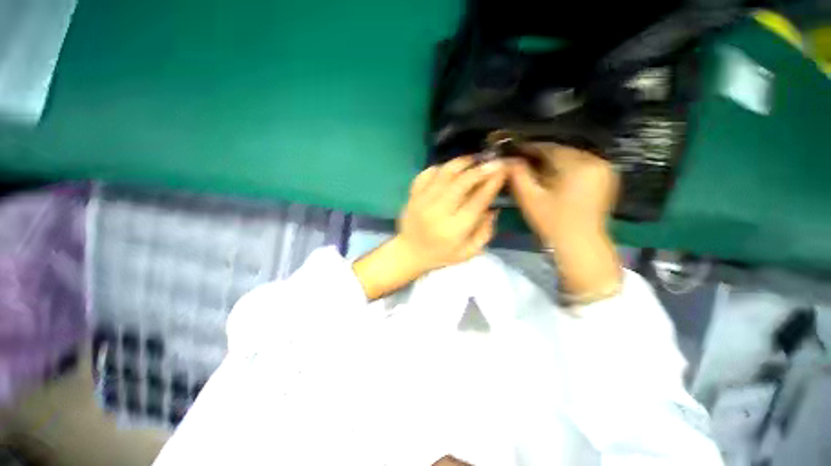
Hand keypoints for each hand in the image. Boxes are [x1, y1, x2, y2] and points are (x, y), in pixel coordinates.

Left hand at [397, 156, 505, 271]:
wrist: (409, 253)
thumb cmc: (441, 255)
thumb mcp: (468, 252)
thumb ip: (484, 232)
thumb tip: (493, 208)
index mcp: (454, 228)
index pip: (477, 200)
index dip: (492, 183)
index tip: (503, 170)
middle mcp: (438, 211)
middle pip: (461, 182)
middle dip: (480, 169)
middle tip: (492, 161)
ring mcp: (422, 201)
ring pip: (444, 173)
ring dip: (462, 163)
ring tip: (474, 159)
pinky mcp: (412, 195)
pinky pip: (426, 174)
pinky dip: (440, 167)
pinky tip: (449, 169)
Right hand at [508, 143, 621, 299]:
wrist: (580, 246)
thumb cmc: (552, 222)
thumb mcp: (529, 198)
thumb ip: (517, 175)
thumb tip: (507, 158)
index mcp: (579, 164)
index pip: (548, 147)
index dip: (528, 148)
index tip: (512, 152)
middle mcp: (596, 161)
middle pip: (561, 151)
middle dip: (539, 156)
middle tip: (520, 163)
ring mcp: (604, 170)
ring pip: (570, 158)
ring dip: (551, 163)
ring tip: (533, 171)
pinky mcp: (606, 179)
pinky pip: (580, 166)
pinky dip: (564, 169)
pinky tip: (551, 179)